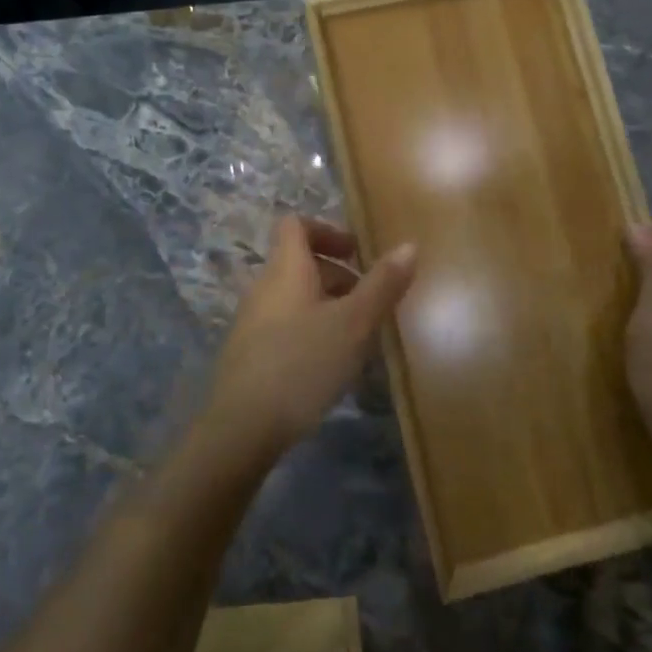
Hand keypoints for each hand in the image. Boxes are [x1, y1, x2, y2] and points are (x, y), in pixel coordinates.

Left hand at [202, 217, 416, 462]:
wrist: (243, 427)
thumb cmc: (303, 364)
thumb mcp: (354, 324)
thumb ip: (382, 284)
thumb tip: (409, 245)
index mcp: (285, 269)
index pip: (295, 225)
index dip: (327, 230)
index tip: (357, 253)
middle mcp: (263, 287)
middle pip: (299, 263)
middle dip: (338, 275)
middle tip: (371, 302)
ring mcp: (252, 322)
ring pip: (295, 297)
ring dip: (328, 305)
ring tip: (359, 336)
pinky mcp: (250, 353)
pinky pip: (286, 326)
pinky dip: (312, 330)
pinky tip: (331, 365)